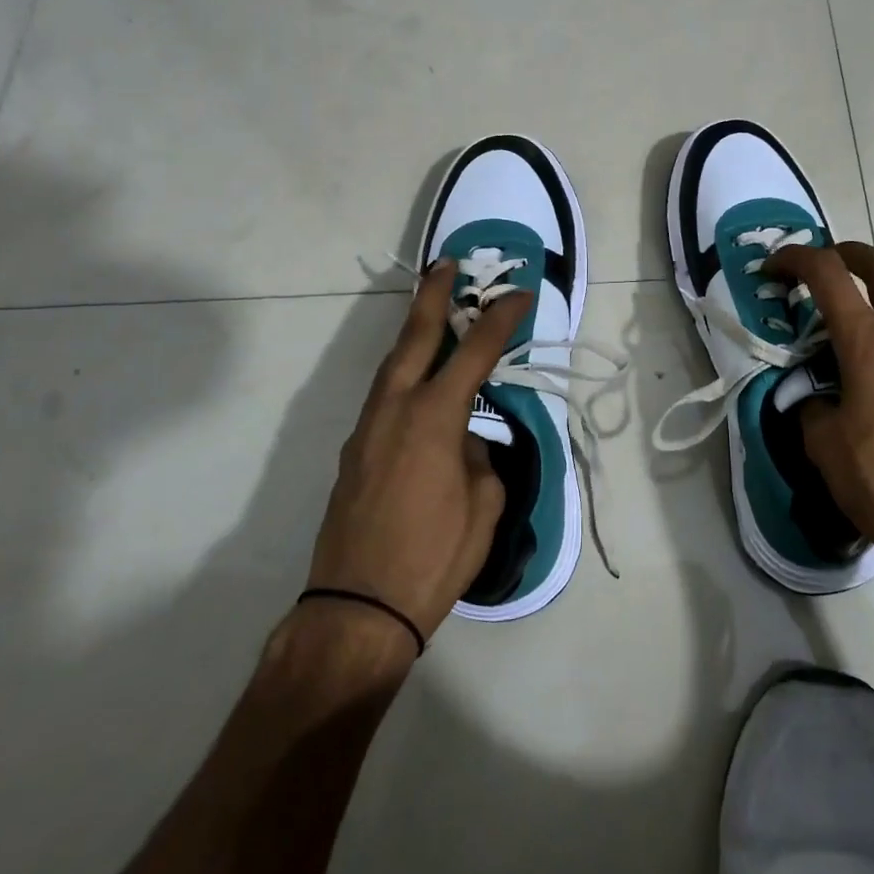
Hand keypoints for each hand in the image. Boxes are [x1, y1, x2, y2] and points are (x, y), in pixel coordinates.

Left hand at [305, 261, 528, 644]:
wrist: (357, 609)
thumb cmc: (433, 557)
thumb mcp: (483, 506)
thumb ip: (480, 459)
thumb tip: (466, 443)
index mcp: (434, 417)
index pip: (475, 352)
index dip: (500, 319)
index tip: (520, 295)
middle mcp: (395, 410)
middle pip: (415, 338)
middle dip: (433, 297)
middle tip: (446, 264)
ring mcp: (367, 430)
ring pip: (392, 366)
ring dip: (414, 335)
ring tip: (434, 316)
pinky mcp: (353, 453)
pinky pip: (384, 399)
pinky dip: (404, 377)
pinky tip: (419, 389)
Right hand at [764, 242, 873, 580]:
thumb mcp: (824, 445)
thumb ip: (809, 406)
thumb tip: (809, 397)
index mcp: (869, 344)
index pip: (830, 275)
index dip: (797, 259)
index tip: (773, 267)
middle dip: (852, 254)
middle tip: (824, 262)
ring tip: (842, 328)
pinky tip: (871, 373)